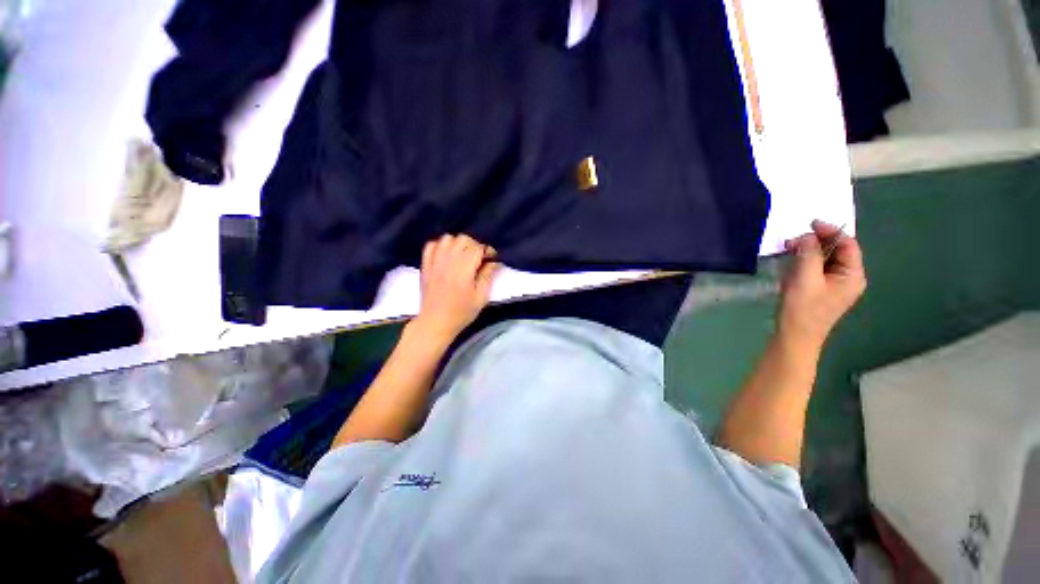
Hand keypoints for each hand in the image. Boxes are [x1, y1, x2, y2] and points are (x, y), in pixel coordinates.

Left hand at [414, 234, 499, 341]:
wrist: (435, 322)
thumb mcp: (480, 298)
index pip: (478, 248)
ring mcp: (435, 261)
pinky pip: (432, 244)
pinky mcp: (425, 264)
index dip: (488, 251)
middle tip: (479, 258)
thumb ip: (487, 276)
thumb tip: (493, 262)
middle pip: (463, 239)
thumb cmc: (461, 312)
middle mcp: (448, 261)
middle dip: (475, 245)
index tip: (492, 259)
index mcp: (464, 270)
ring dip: (458, 243)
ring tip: (463, 255)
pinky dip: (441, 245)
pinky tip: (447, 255)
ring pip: (448, 238)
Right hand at [778, 220, 865, 348]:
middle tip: (792, 241)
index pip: (848, 244)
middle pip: (836, 250)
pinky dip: (804, 261)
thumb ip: (809, 254)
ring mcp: (835, 284)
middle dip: (816, 242)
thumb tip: (807, 236)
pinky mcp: (821, 289)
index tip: (809, 224)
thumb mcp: (805, 278)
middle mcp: (848, 277)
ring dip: (807, 251)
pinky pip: (816, 268)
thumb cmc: (802, 309)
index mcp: (852, 275)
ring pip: (824, 259)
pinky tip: (791, 263)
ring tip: (788, 250)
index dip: (830, 231)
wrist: (795, 336)